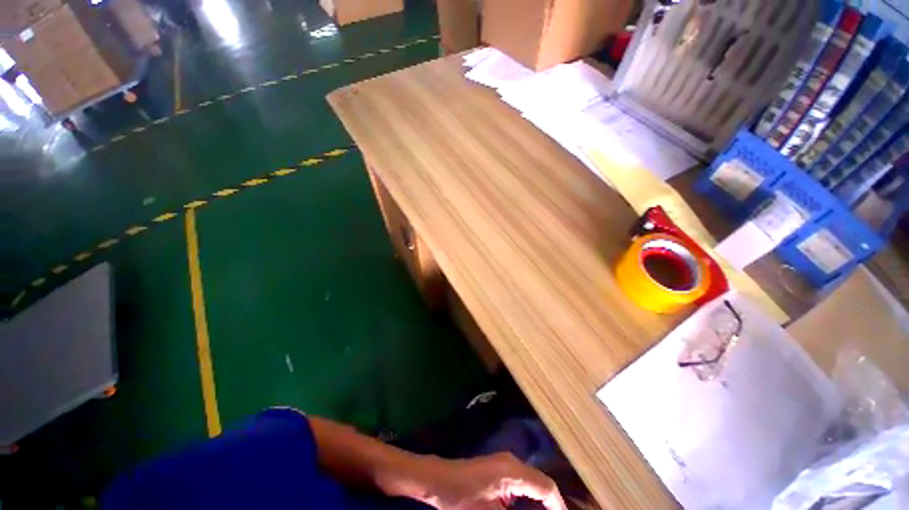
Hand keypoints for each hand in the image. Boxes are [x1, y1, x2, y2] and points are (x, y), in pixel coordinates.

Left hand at [414, 453, 566, 509]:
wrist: (439, 479)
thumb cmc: (462, 498)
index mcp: (513, 471)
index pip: (545, 487)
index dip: (559, 506)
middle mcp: (512, 462)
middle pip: (541, 482)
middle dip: (550, 504)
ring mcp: (504, 462)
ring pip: (532, 481)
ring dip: (540, 500)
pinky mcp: (498, 467)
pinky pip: (522, 481)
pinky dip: (529, 496)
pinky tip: (528, 509)